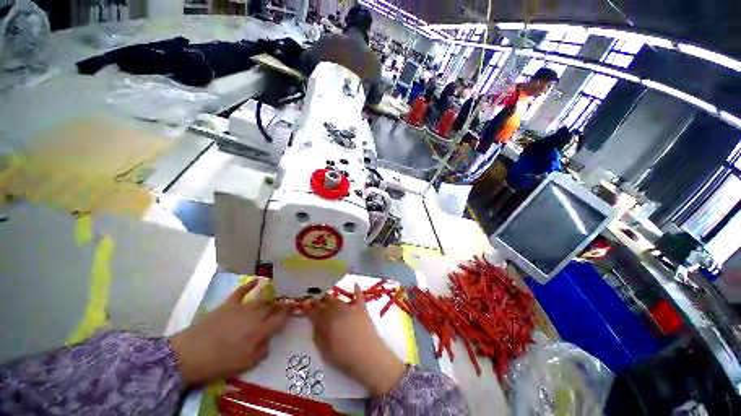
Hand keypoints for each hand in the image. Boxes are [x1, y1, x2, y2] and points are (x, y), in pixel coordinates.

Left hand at [169, 281, 288, 385]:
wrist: (191, 354)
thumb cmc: (220, 362)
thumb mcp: (245, 364)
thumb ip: (262, 351)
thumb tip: (269, 341)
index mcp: (260, 330)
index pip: (280, 318)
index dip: (288, 312)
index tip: (293, 309)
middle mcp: (255, 315)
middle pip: (271, 306)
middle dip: (279, 305)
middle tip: (283, 304)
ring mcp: (242, 308)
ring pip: (261, 298)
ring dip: (269, 297)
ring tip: (273, 297)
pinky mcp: (229, 304)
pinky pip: (241, 291)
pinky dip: (249, 285)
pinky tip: (256, 281)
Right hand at [307, 285, 406, 395]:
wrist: (368, 356)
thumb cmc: (344, 358)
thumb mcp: (325, 351)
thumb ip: (318, 335)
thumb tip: (314, 323)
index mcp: (327, 322)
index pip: (315, 312)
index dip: (309, 308)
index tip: (304, 305)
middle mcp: (338, 311)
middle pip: (326, 303)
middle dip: (320, 302)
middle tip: (315, 301)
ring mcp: (351, 308)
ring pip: (339, 300)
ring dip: (332, 299)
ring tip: (328, 298)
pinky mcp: (362, 309)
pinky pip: (359, 296)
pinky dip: (356, 290)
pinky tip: (355, 284)